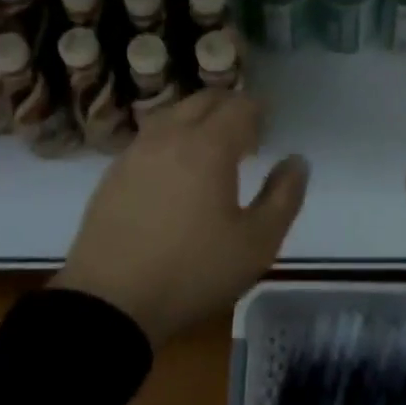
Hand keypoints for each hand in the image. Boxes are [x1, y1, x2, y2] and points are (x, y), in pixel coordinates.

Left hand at [53, 89, 307, 346]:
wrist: (108, 304)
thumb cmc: (192, 271)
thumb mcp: (256, 244)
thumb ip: (284, 196)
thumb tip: (296, 161)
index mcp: (208, 145)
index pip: (239, 106)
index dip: (258, 111)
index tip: (268, 128)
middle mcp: (171, 135)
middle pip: (204, 100)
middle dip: (230, 108)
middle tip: (246, 136)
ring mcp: (137, 151)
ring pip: (173, 113)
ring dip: (198, 119)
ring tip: (211, 150)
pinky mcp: (114, 172)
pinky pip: (150, 136)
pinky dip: (171, 138)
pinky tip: (174, 170)